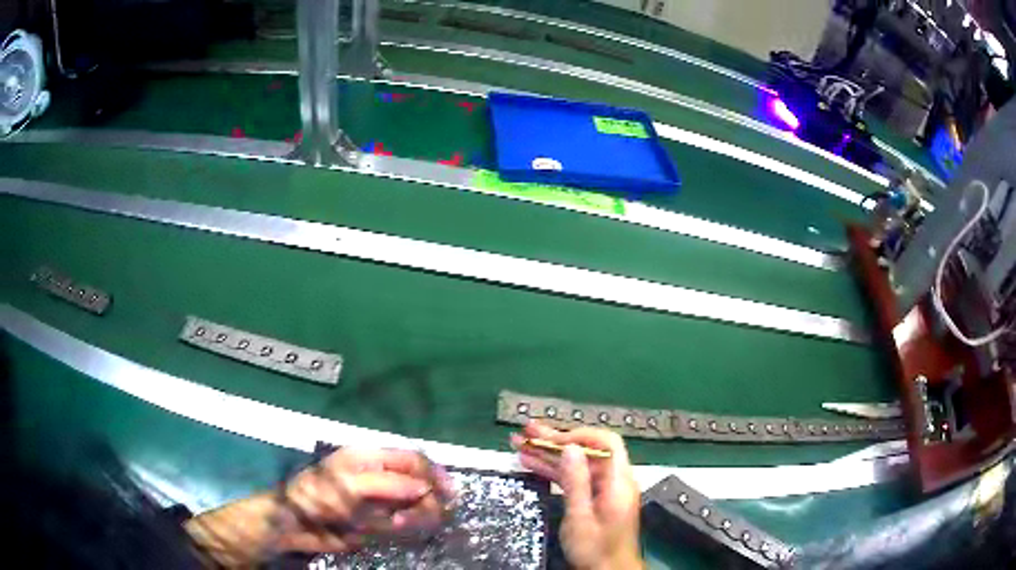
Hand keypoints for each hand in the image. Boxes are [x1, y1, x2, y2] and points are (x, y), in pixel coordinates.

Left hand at [185, 448, 454, 566]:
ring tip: (394, 526)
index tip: (449, 491)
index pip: (412, 457)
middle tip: (422, 514)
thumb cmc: (314, 496)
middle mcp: (378, 478)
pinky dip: (405, 531)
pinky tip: (390, 533)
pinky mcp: (376, 526)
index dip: (434, 472)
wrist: (291, 526)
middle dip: (426, 498)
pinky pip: (403, 527)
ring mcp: (379, 503)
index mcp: (370, 458)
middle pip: (420, 483)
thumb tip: (423, 488)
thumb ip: (387, 484)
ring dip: (414, 517)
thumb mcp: (348, 485)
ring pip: (415, 508)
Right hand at [512, 422, 642, 569]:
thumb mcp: (580, 517)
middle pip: (587, 451)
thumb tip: (570, 448)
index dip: (579, 435)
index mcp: (618, 481)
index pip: (606, 442)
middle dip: (556, 440)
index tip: (552, 438)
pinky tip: (531, 464)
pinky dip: (554, 472)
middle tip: (527, 431)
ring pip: (577, 464)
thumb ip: (576, 481)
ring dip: (549, 455)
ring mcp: (603, 490)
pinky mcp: (595, 499)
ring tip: (520, 444)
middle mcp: (613, 480)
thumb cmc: (595, 548)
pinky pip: (574, 479)